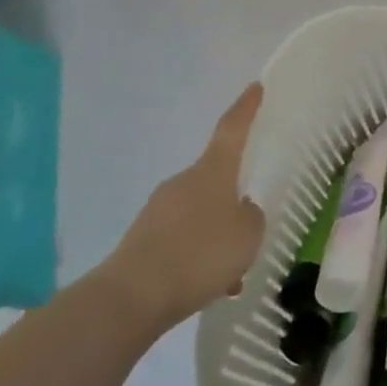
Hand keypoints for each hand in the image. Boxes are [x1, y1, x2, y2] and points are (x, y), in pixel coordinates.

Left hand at [97, 83, 265, 330]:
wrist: (131, 298)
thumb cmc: (200, 254)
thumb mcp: (247, 235)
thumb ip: (251, 217)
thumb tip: (240, 211)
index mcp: (212, 172)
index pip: (232, 129)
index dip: (246, 108)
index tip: (255, 87)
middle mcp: (183, 182)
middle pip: (216, 179)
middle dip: (233, 199)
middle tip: (251, 227)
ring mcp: (159, 210)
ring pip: (200, 214)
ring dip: (216, 235)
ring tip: (233, 271)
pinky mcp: (143, 240)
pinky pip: (182, 240)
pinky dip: (197, 257)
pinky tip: (209, 287)